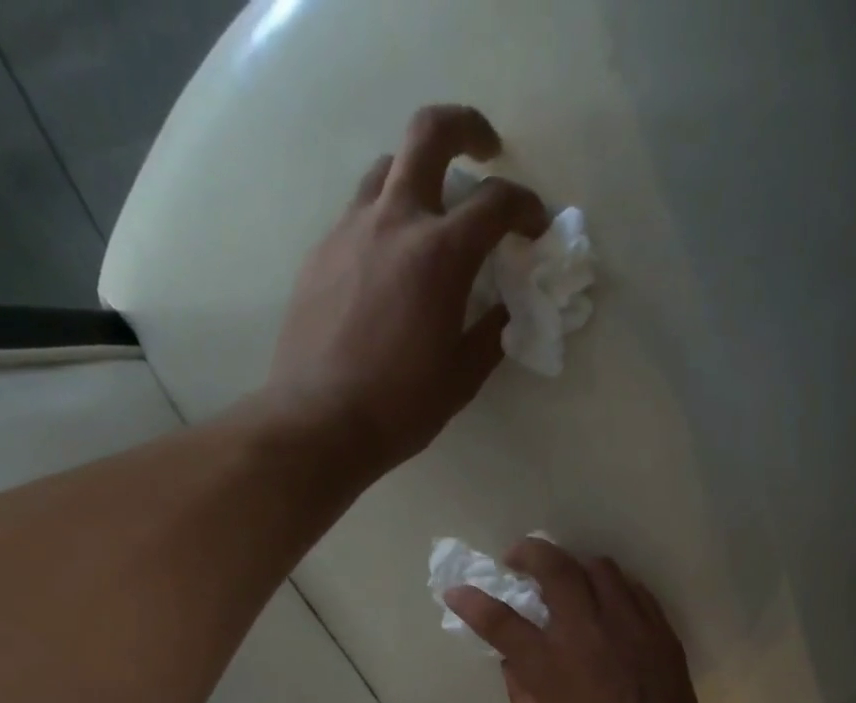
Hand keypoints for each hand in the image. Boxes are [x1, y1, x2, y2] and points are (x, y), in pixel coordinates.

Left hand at [266, 105, 548, 477]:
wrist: (319, 422)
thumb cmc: (400, 407)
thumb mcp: (461, 378)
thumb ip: (489, 335)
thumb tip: (503, 311)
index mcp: (440, 254)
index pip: (496, 202)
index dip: (526, 207)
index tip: (535, 226)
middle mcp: (394, 222)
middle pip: (430, 133)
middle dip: (467, 128)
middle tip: (485, 152)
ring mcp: (349, 232)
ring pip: (387, 170)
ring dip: (418, 176)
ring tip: (430, 216)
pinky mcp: (320, 254)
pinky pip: (358, 216)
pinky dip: (384, 222)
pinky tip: (388, 266)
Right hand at [444, 539, 713, 702]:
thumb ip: (521, 691)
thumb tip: (514, 660)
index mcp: (551, 666)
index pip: (501, 620)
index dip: (473, 602)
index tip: (457, 591)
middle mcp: (588, 633)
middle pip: (556, 568)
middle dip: (530, 553)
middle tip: (518, 558)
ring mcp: (629, 626)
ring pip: (600, 568)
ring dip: (575, 566)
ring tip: (568, 579)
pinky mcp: (660, 631)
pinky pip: (634, 589)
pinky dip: (612, 586)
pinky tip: (606, 601)